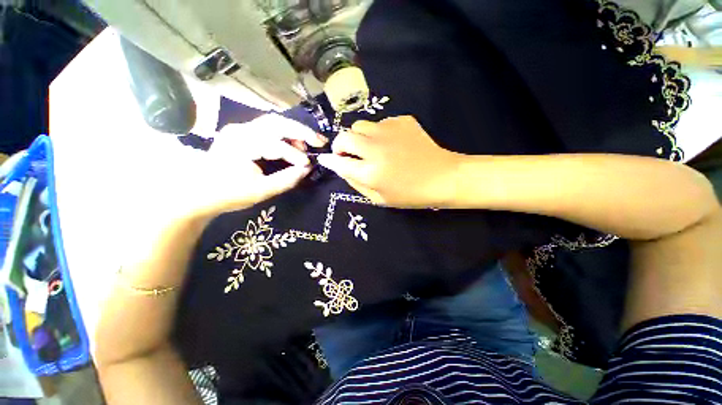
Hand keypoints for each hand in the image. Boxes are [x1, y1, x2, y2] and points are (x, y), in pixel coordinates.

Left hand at [155, 114, 324, 227]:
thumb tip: (307, 169)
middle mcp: (240, 130)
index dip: (295, 155)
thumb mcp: (261, 192)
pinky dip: (285, 134)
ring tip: (310, 143)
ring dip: (294, 131)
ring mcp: (240, 129)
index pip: (275, 144)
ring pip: (274, 122)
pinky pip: (268, 128)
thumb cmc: (228, 194)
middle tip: (321, 141)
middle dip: (302, 132)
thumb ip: (287, 180)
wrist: (198, 193)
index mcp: (241, 144)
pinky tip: (294, 143)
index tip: (309, 166)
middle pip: (277, 123)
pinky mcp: (242, 133)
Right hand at [317, 116, 461, 207]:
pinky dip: (379, 133)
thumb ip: (356, 183)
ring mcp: (389, 131)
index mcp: (370, 172)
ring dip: (359, 137)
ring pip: (360, 125)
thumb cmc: (410, 194)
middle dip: (340, 145)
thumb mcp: (379, 198)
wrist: (442, 177)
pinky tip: (392, 143)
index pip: (339, 162)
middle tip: (348, 153)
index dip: (330, 160)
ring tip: (371, 147)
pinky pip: (380, 123)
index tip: (327, 160)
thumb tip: (340, 167)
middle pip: (344, 136)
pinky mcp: (402, 121)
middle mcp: (376, 148)